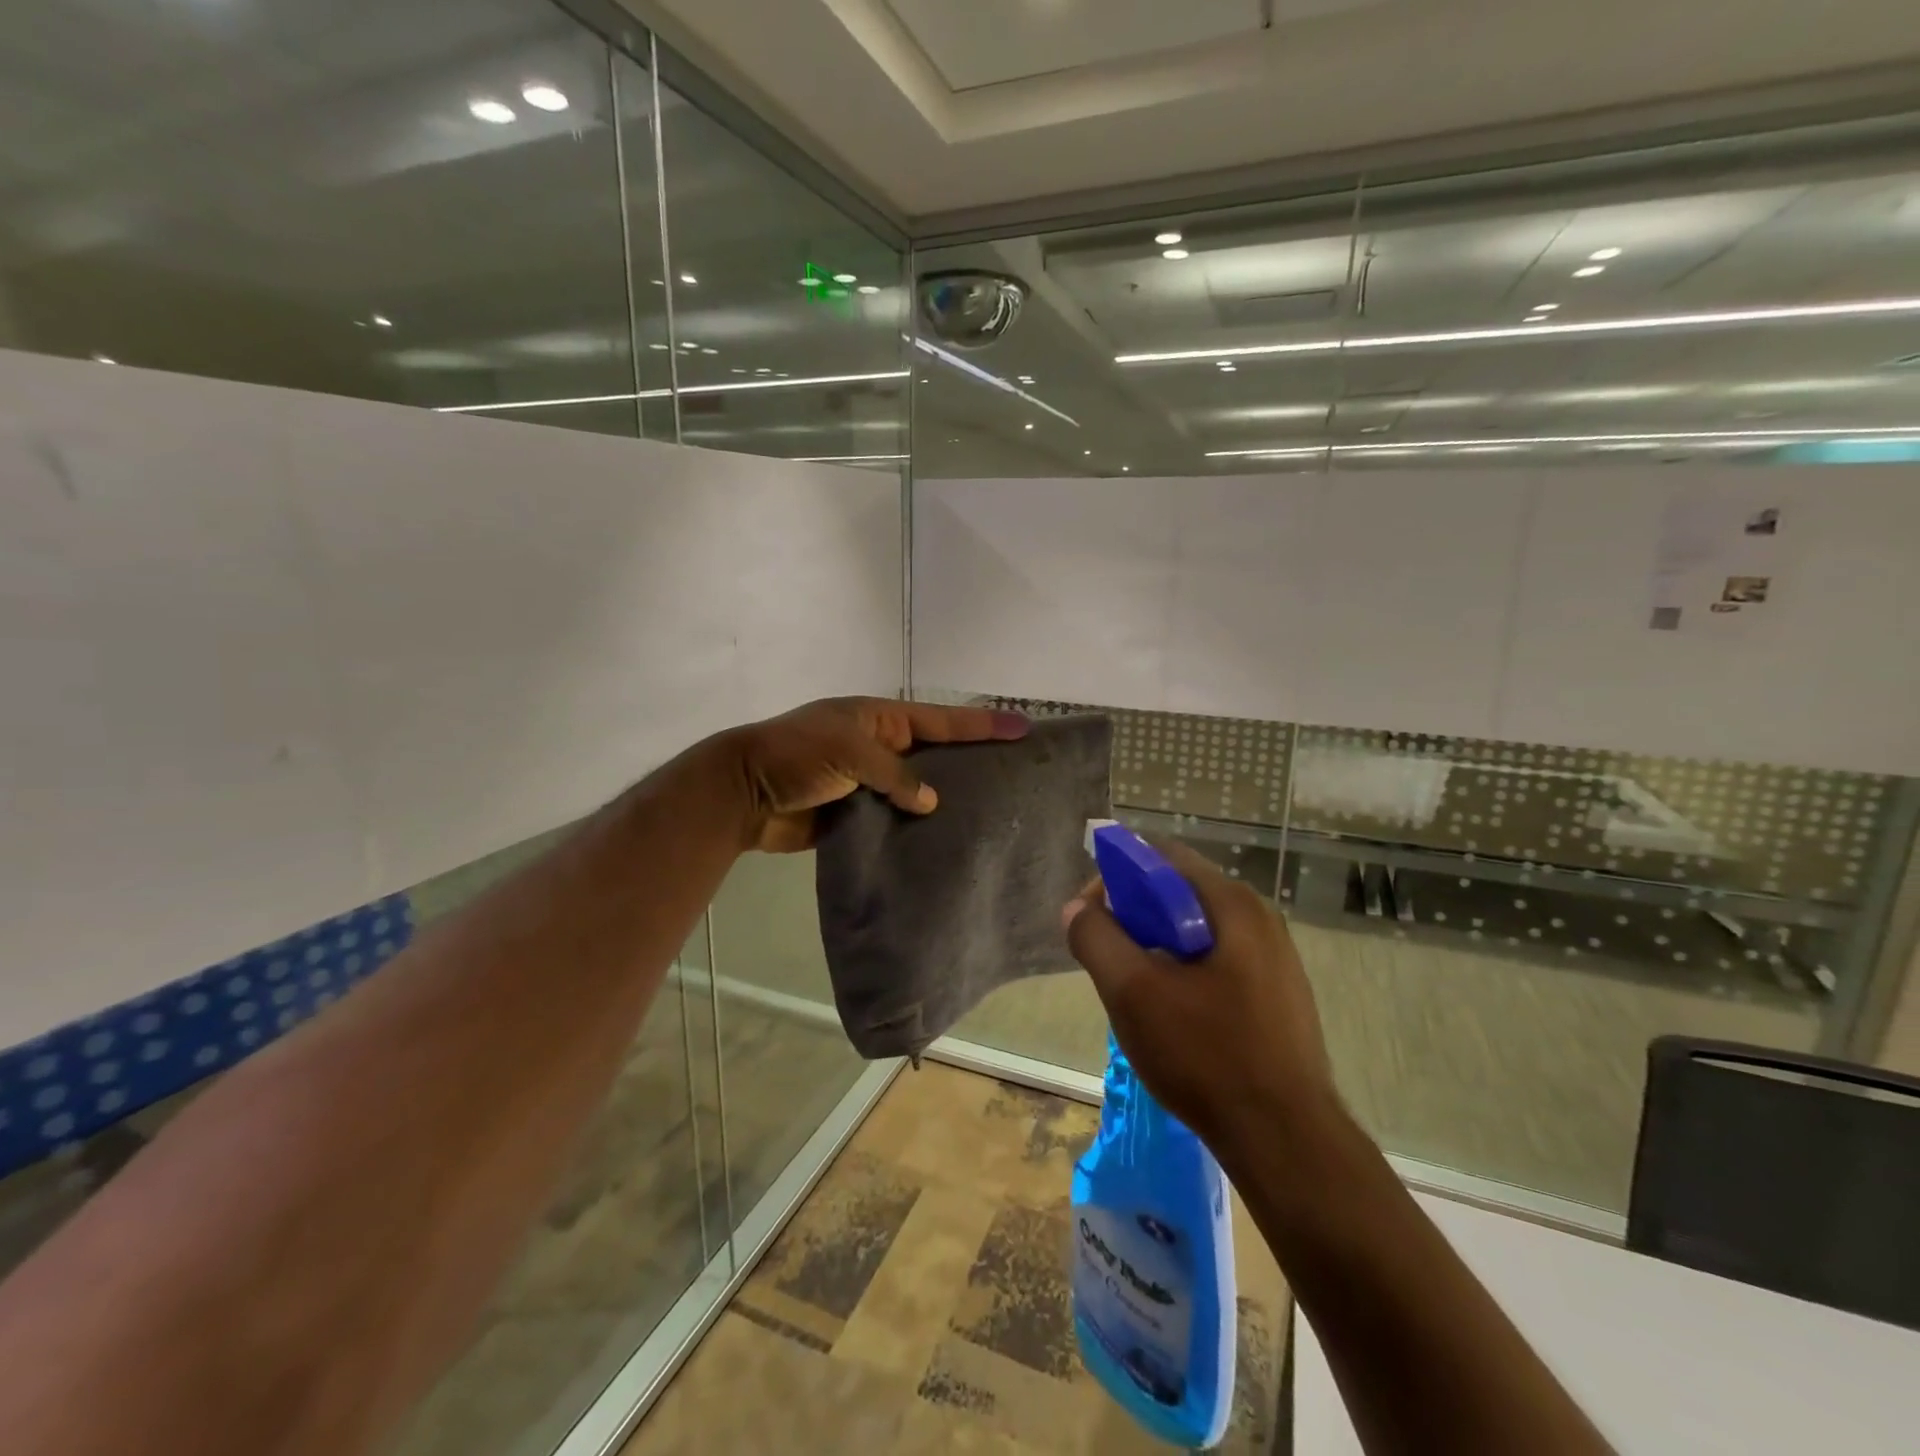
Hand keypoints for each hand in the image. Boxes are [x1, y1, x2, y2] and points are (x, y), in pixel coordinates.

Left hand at [721, 697, 1028, 852]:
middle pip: (936, 754)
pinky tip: (946, 842)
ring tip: (992, 813)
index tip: (1023, 727)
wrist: (743, 793)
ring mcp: (869, 782)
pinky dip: (917, 828)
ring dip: (947, 799)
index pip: (942, 720)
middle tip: (1017, 773)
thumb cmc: (797, 756)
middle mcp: (880, 747)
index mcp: (880, 719)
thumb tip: (931, 801)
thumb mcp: (849, 750)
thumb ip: (894, 774)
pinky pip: (896, 819)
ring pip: (918, 790)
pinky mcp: (858, 815)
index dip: (982, 725)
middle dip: (973, 761)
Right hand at [1063, 841, 1337, 1157]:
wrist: (1286, 1142)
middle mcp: (1261, 919)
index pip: (1161, 858)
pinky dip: (1185, 971)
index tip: (1089, 916)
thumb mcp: (1133, 992)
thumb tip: (1076, 909)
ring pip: (1198, 931)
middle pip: (1180, 893)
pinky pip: (1219, 962)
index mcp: (1232, 904)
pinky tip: (1173, 1015)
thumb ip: (1096, 939)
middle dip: (1135, 916)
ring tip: (1135, 989)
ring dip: (1157, 947)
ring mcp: (1276, 959)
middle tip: (1108, 956)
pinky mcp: (1279, 996)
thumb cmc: (1207, 1055)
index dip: (1116, 877)